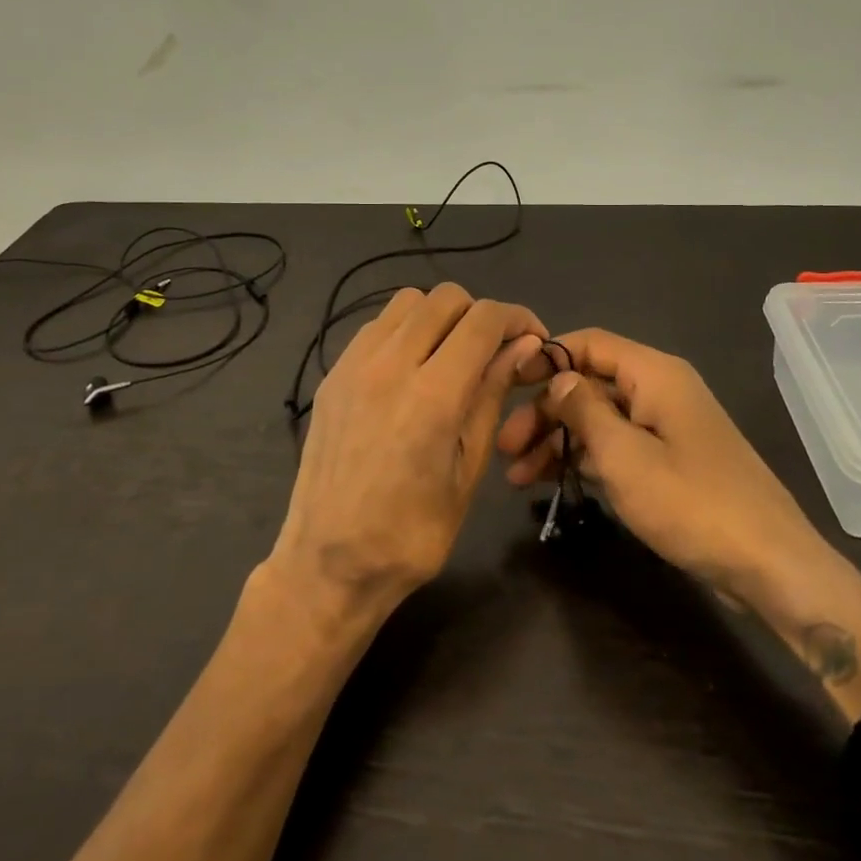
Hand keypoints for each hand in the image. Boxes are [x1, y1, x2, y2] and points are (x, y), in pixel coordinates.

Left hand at [271, 283, 544, 615]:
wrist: (328, 563)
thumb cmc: (412, 533)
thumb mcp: (468, 469)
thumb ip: (491, 396)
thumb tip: (522, 345)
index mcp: (432, 395)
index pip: (483, 319)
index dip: (518, 318)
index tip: (533, 339)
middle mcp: (389, 365)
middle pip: (444, 297)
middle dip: (479, 314)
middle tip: (493, 351)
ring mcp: (353, 366)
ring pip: (407, 302)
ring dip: (439, 317)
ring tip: (451, 356)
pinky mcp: (332, 375)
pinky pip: (376, 327)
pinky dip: (404, 331)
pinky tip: (412, 370)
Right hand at [498, 329, 820, 599]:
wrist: (768, 563)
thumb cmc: (690, 502)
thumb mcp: (624, 456)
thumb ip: (584, 410)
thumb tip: (558, 377)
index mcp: (654, 374)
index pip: (590, 343)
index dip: (546, 357)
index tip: (505, 384)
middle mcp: (659, 391)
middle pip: (590, 384)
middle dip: (544, 411)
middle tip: (504, 448)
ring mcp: (666, 427)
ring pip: (599, 419)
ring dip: (557, 441)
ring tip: (516, 477)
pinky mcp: (670, 461)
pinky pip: (617, 446)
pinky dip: (584, 459)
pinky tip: (550, 482)